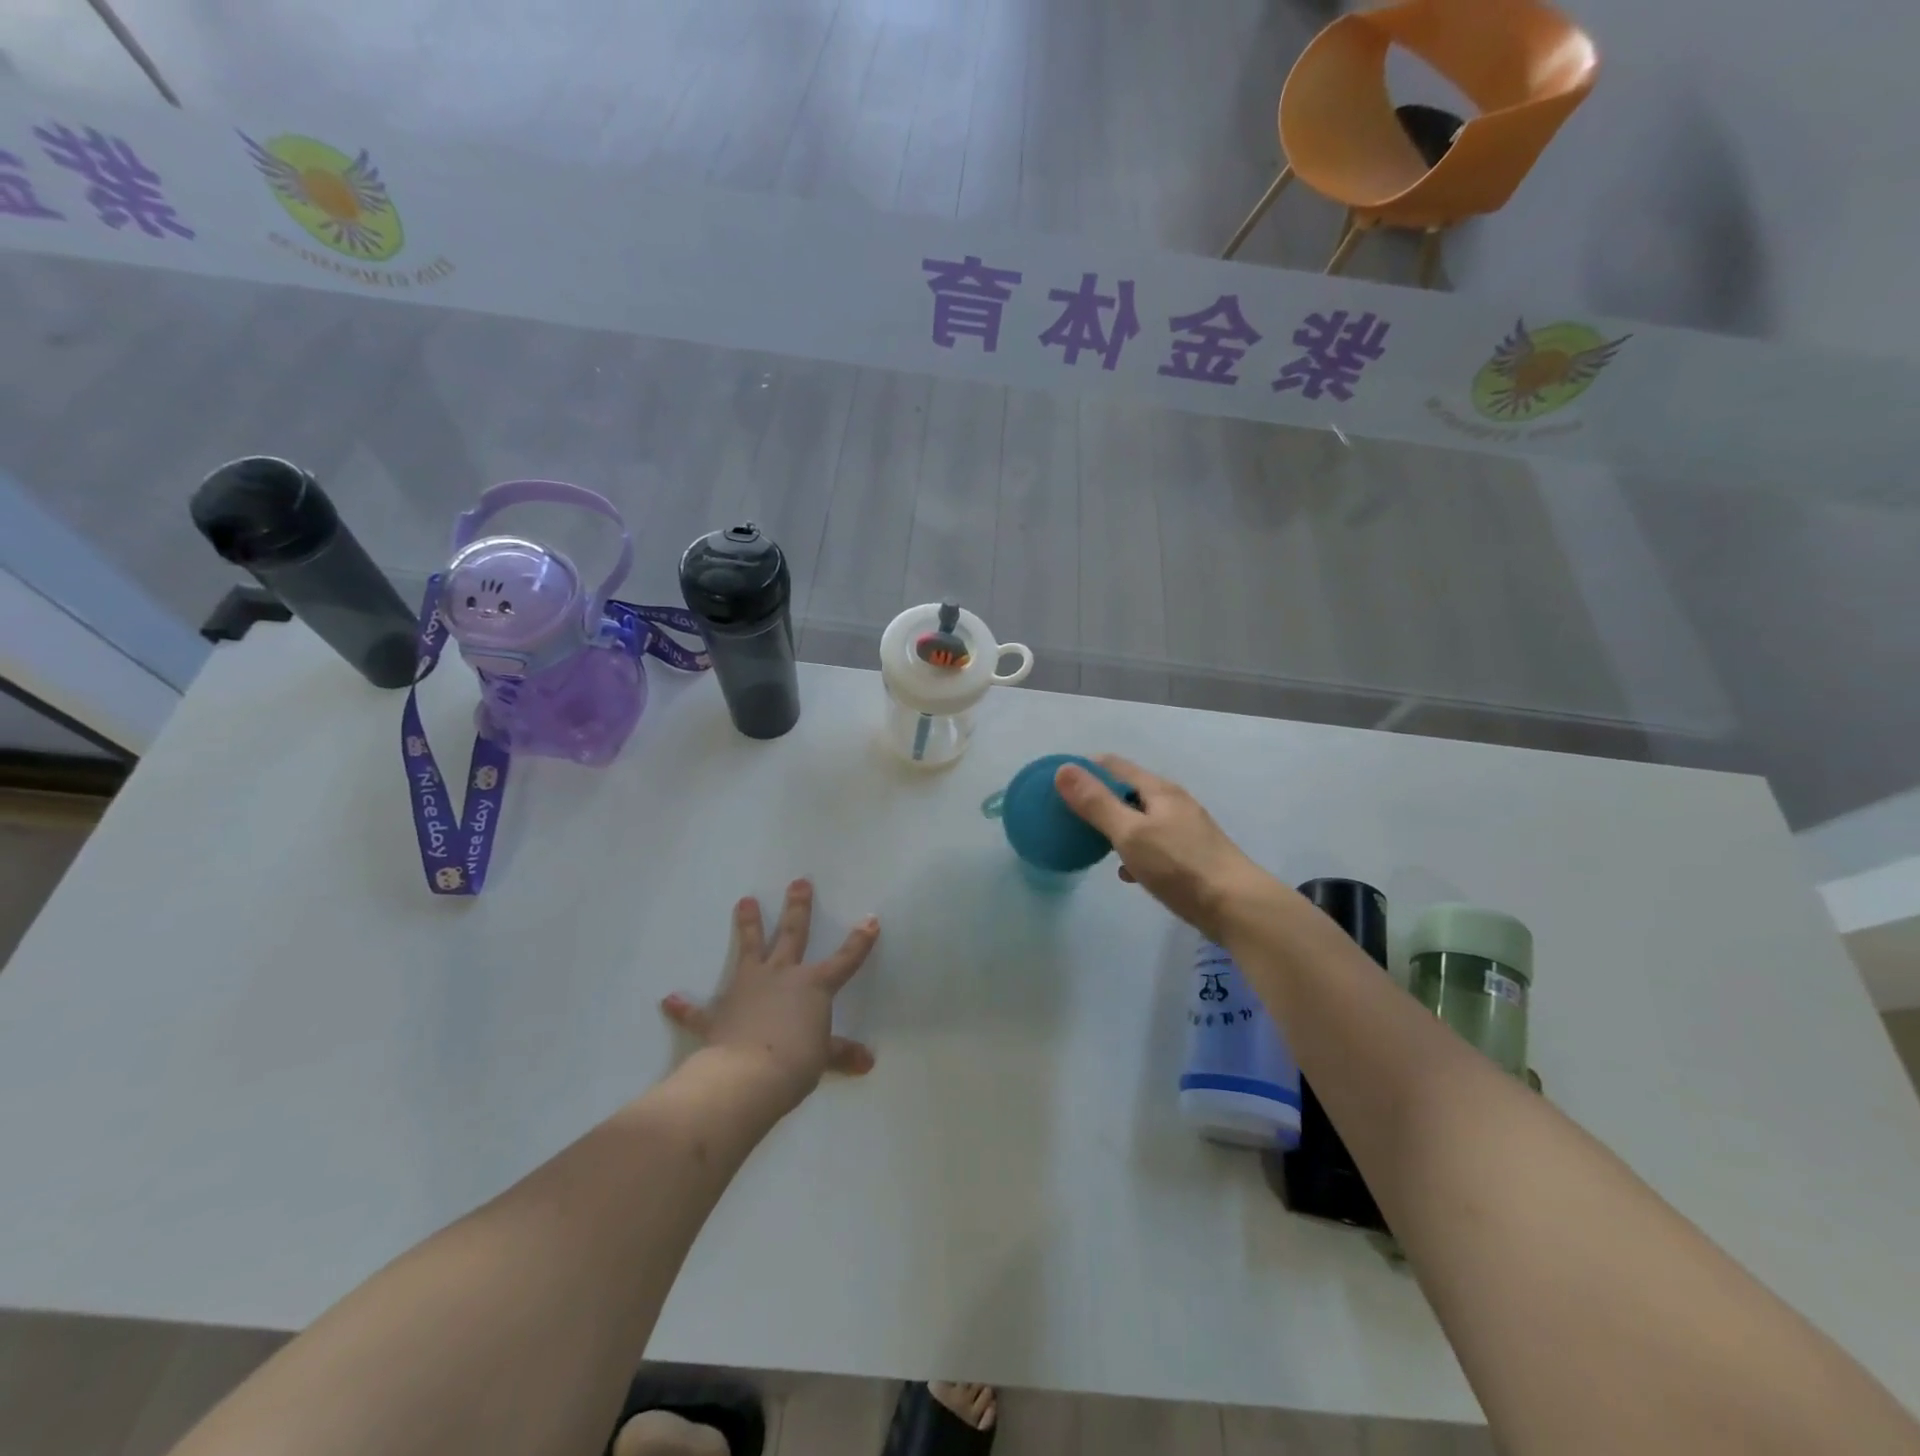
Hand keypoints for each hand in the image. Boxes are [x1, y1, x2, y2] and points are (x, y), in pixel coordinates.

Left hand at [661, 880, 878, 1111]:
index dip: (859, 941)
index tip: (870, 920)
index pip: (845, 959)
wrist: (748, 1075)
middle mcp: (782, 976)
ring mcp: (747, 988)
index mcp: (813, 986)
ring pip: (749, 949)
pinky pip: (699, 1009)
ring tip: (744, 901)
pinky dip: (684, 1006)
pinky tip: (669, 999)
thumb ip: (842, 1054)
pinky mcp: (719, 1012)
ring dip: (747, 925)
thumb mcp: (824, 1058)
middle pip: (792, 934)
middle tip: (799, 882)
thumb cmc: (796, 1062)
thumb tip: (868, 1062)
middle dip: (797, 907)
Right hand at [1054, 756, 1273, 941]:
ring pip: (1140, 819)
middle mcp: (1173, 802)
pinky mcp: (1190, 856)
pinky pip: (1153, 844)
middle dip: (1098, 799)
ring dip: (1115, 826)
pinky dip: (1134, 851)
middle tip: (1068, 816)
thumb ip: (1096, 803)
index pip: (1113, 765)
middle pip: (1127, 791)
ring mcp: (1184, 829)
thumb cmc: (1179, 866)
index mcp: (1158, 790)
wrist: (1237, 907)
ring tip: (1090, 842)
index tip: (1056, 785)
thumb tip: (1063, 769)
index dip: (1084, 769)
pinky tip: (1126, 873)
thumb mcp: (1130, 833)